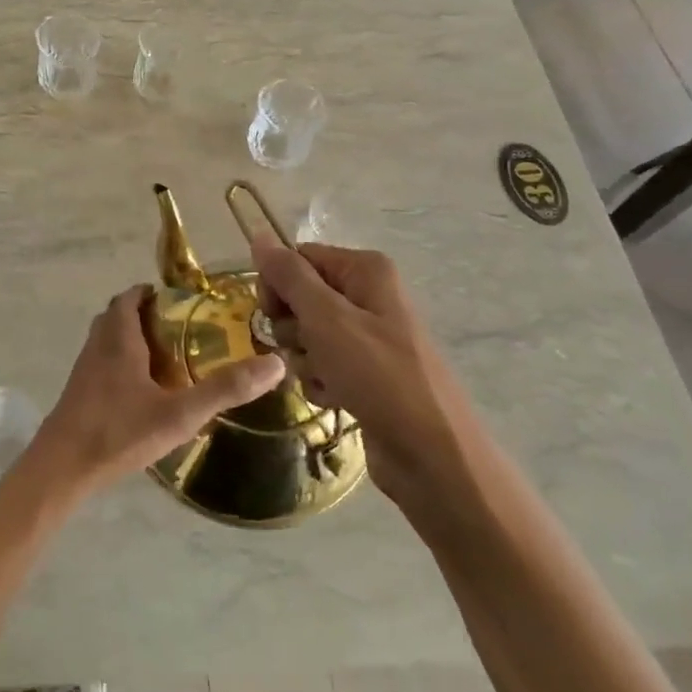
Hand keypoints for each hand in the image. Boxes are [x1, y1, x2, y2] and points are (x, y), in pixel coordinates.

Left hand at [24, 285, 284, 499]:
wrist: (61, 468)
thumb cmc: (118, 432)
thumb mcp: (179, 413)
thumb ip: (225, 389)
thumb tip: (276, 364)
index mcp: (119, 338)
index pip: (130, 298)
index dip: (151, 293)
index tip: (179, 301)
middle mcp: (98, 345)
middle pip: (117, 316)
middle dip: (144, 315)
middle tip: (178, 329)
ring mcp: (84, 370)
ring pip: (107, 340)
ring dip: (131, 339)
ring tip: (165, 358)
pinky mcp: (78, 393)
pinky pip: (101, 364)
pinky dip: (120, 364)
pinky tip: (141, 392)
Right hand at [253, 239, 474, 509]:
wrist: (432, 456)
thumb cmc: (379, 376)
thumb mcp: (327, 319)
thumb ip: (289, 276)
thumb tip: (259, 234)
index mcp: (365, 270)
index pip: (298, 259)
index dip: (278, 286)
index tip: (272, 315)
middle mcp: (368, 295)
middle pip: (300, 297)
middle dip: (292, 328)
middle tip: (306, 349)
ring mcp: (368, 336)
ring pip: (307, 335)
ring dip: (305, 360)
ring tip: (326, 380)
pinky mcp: (365, 373)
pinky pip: (323, 364)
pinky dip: (320, 381)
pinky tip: (334, 399)